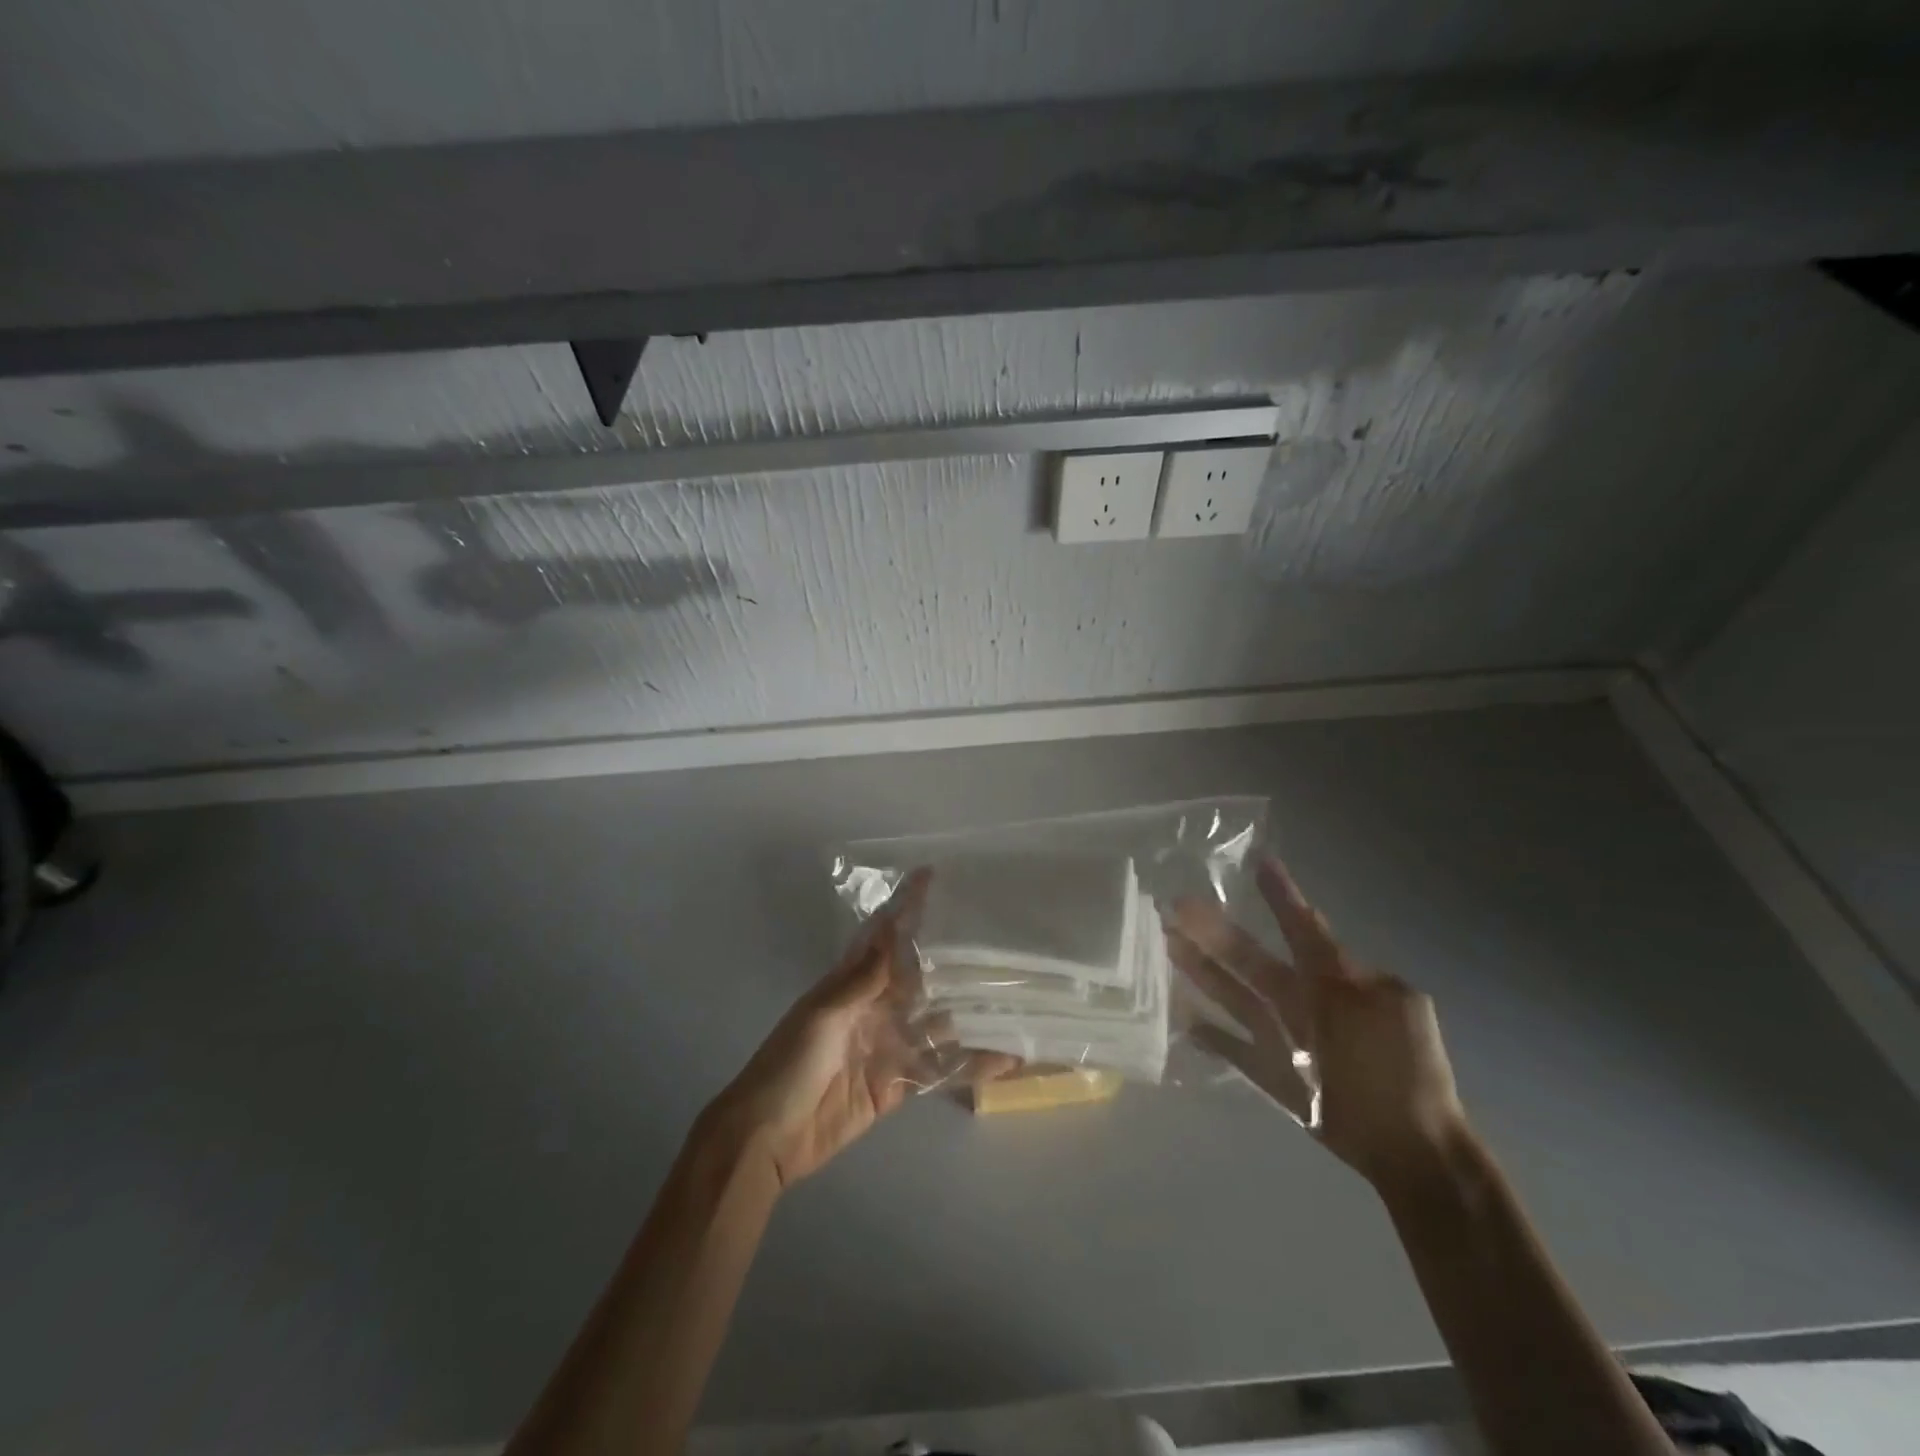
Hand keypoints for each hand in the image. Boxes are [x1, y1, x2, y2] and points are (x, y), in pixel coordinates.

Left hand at [704, 869, 1016, 1189]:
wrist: (768, 1136)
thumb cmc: (788, 1065)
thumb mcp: (822, 1015)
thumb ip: (862, 980)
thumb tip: (894, 932)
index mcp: (851, 983)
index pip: (883, 936)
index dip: (904, 907)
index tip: (930, 876)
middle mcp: (874, 1007)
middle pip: (918, 977)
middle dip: (950, 960)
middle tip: (995, 942)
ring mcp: (887, 1045)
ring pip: (935, 1022)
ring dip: (968, 1014)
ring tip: (1010, 999)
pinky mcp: (896, 1084)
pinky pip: (936, 1068)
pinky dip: (967, 1065)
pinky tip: (1002, 1058)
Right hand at [1166, 854, 1468, 1192]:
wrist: (1412, 1151)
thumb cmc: (1397, 1072)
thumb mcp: (1380, 1006)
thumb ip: (1338, 971)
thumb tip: (1313, 941)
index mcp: (1337, 982)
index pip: (1302, 928)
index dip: (1281, 897)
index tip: (1260, 861)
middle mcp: (1307, 1004)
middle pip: (1254, 961)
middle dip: (1217, 933)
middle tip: (1178, 905)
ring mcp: (1289, 1040)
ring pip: (1238, 998)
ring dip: (1203, 973)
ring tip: (1168, 945)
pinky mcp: (1277, 1078)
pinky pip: (1238, 1049)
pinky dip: (1213, 1036)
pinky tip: (1184, 1020)